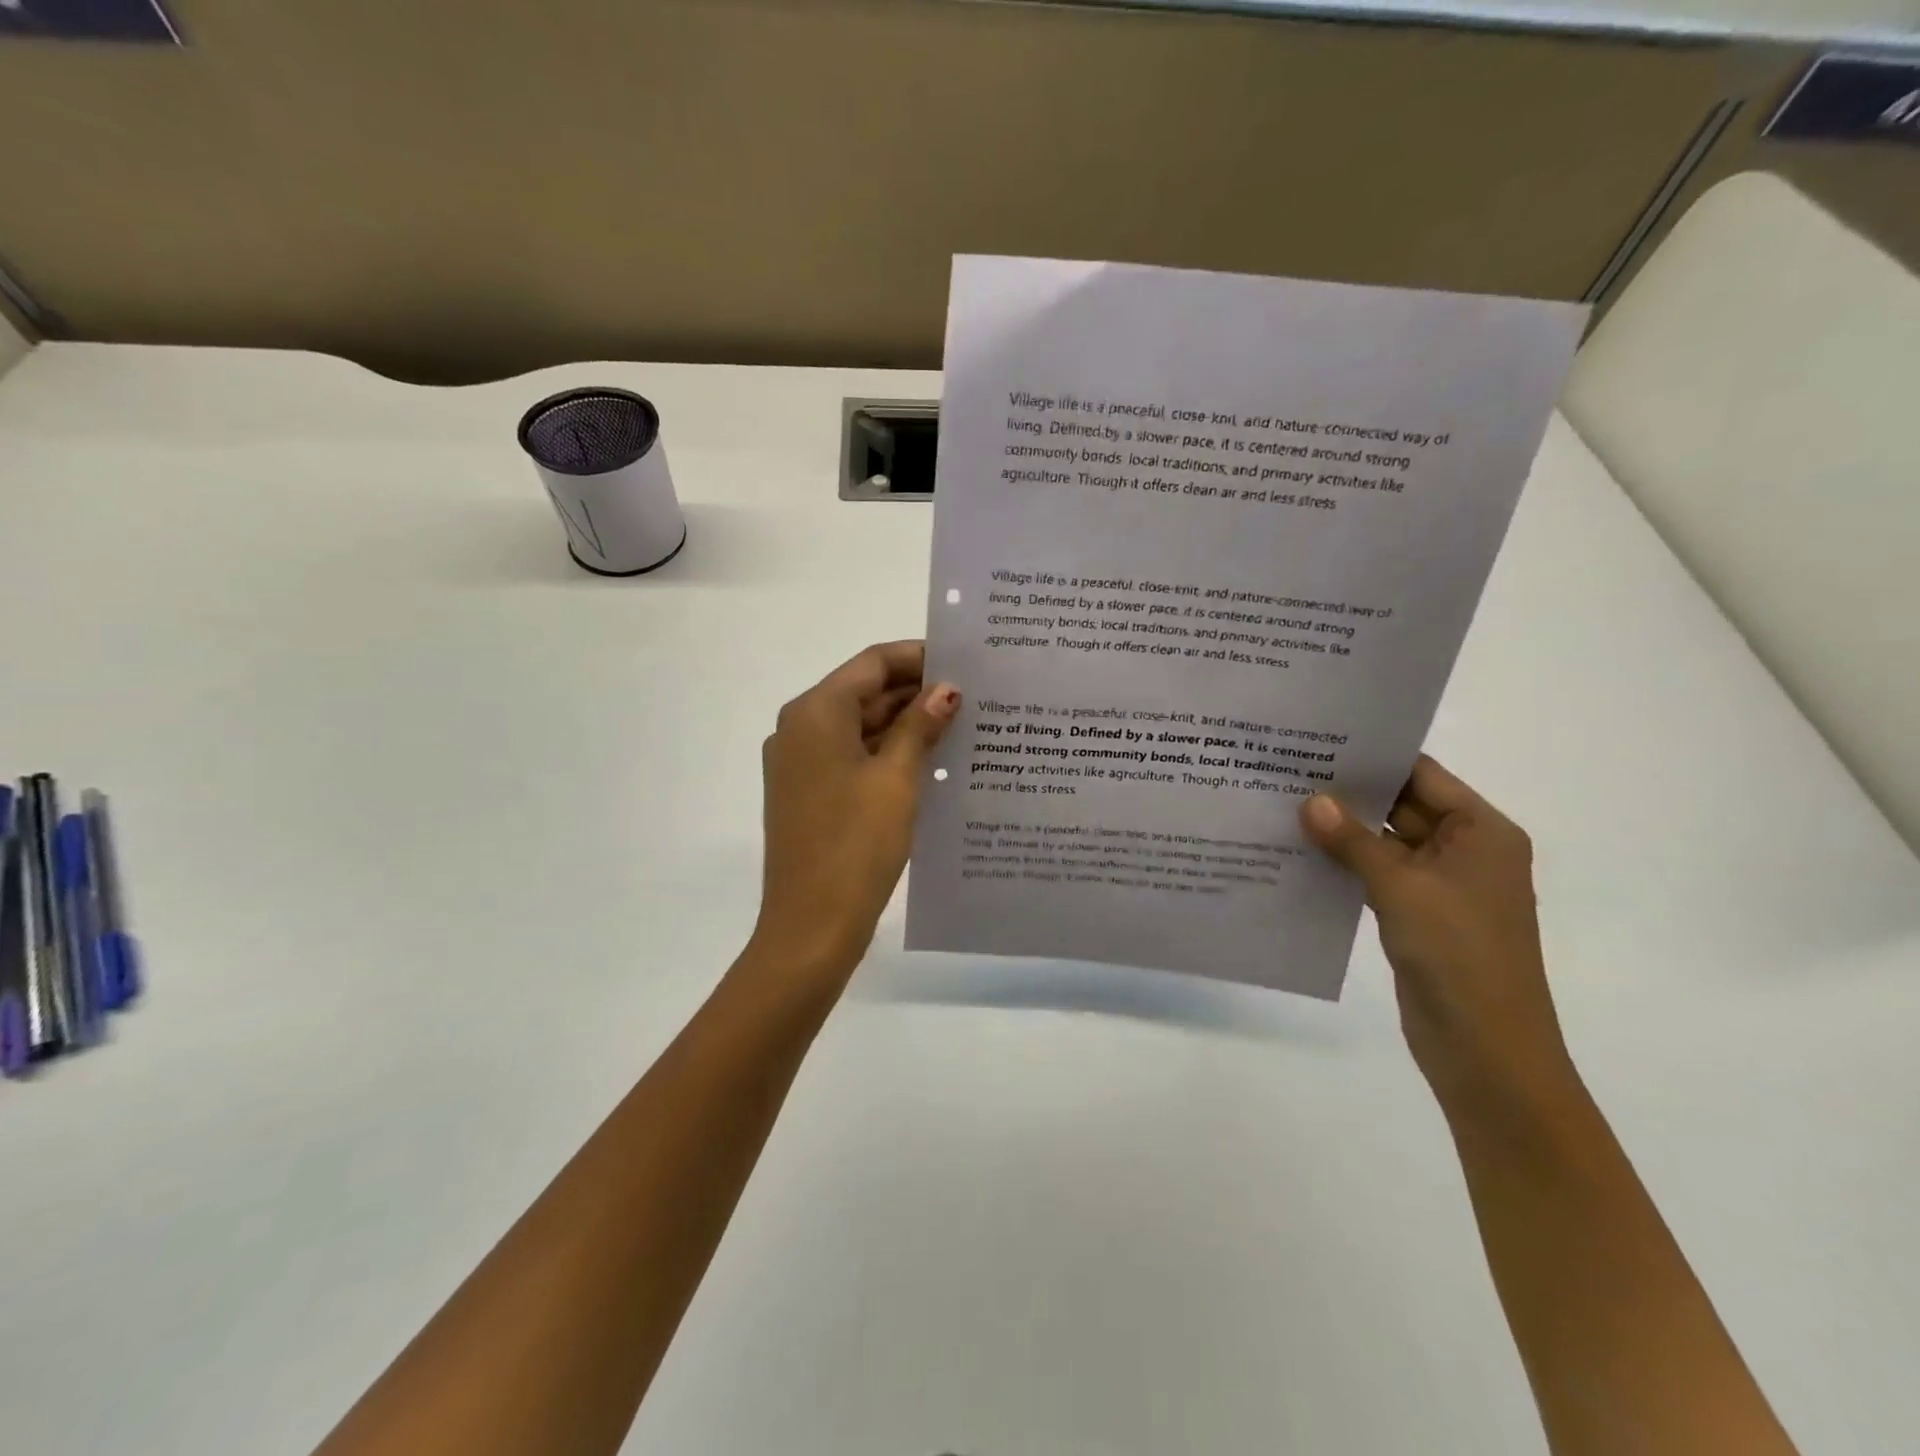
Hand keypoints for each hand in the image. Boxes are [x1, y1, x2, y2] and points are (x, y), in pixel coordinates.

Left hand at [750, 641, 959, 981]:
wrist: (811, 926)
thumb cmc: (855, 844)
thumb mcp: (896, 779)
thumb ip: (919, 726)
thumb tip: (946, 689)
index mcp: (814, 713)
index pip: (872, 664)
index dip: (918, 658)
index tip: (964, 663)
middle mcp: (800, 730)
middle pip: (864, 693)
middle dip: (916, 694)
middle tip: (974, 697)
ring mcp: (802, 765)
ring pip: (860, 728)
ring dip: (905, 726)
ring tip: (962, 727)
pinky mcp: (810, 795)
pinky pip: (853, 758)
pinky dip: (888, 754)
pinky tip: (932, 762)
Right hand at [1300, 757, 1577, 1120]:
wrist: (1486, 1050)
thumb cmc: (1459, 955)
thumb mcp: (1402, 888)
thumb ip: (1353, 842)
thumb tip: (1309, 800)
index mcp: (1481, 832)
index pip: (1422, 775)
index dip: (1374, 758)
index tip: (1319, 741)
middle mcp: (1464, 850)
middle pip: (1401, 807)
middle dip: (1349, 793)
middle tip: (1288, 770)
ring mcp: (1439, 885)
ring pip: (1383, 843)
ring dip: (1341, 830)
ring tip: (1283, 804)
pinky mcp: (1416, 914)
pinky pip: (1376, 875)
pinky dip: (1344, 864)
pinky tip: (1299, 851)